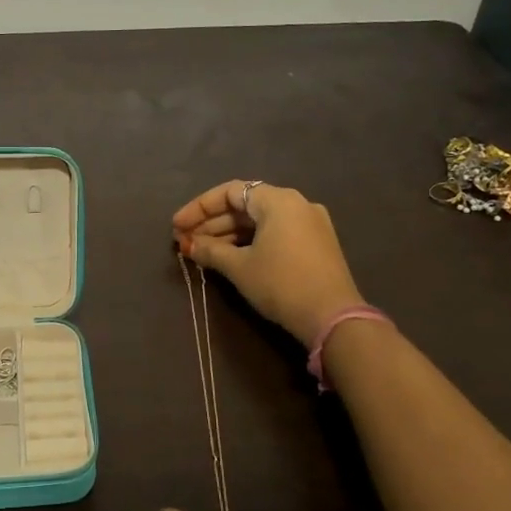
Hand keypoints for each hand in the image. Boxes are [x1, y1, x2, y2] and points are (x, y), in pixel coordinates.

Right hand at [172, 181, 366, 346]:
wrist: (333, 318)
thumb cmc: (281, 283)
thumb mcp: (239, 267)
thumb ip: (210, 250)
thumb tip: (188, 244)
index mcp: (278, 200)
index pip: (230, 192)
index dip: (199, 208)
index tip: (177, 226)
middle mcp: (296, 204)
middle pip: (245, 205)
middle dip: (212, 223)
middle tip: (185, 241)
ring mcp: (310, 224)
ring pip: (260, 221)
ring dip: (229, 234)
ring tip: (202, 252)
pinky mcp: (316, 244)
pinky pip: (275, 233)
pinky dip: (250, 242)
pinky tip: (230, 258)